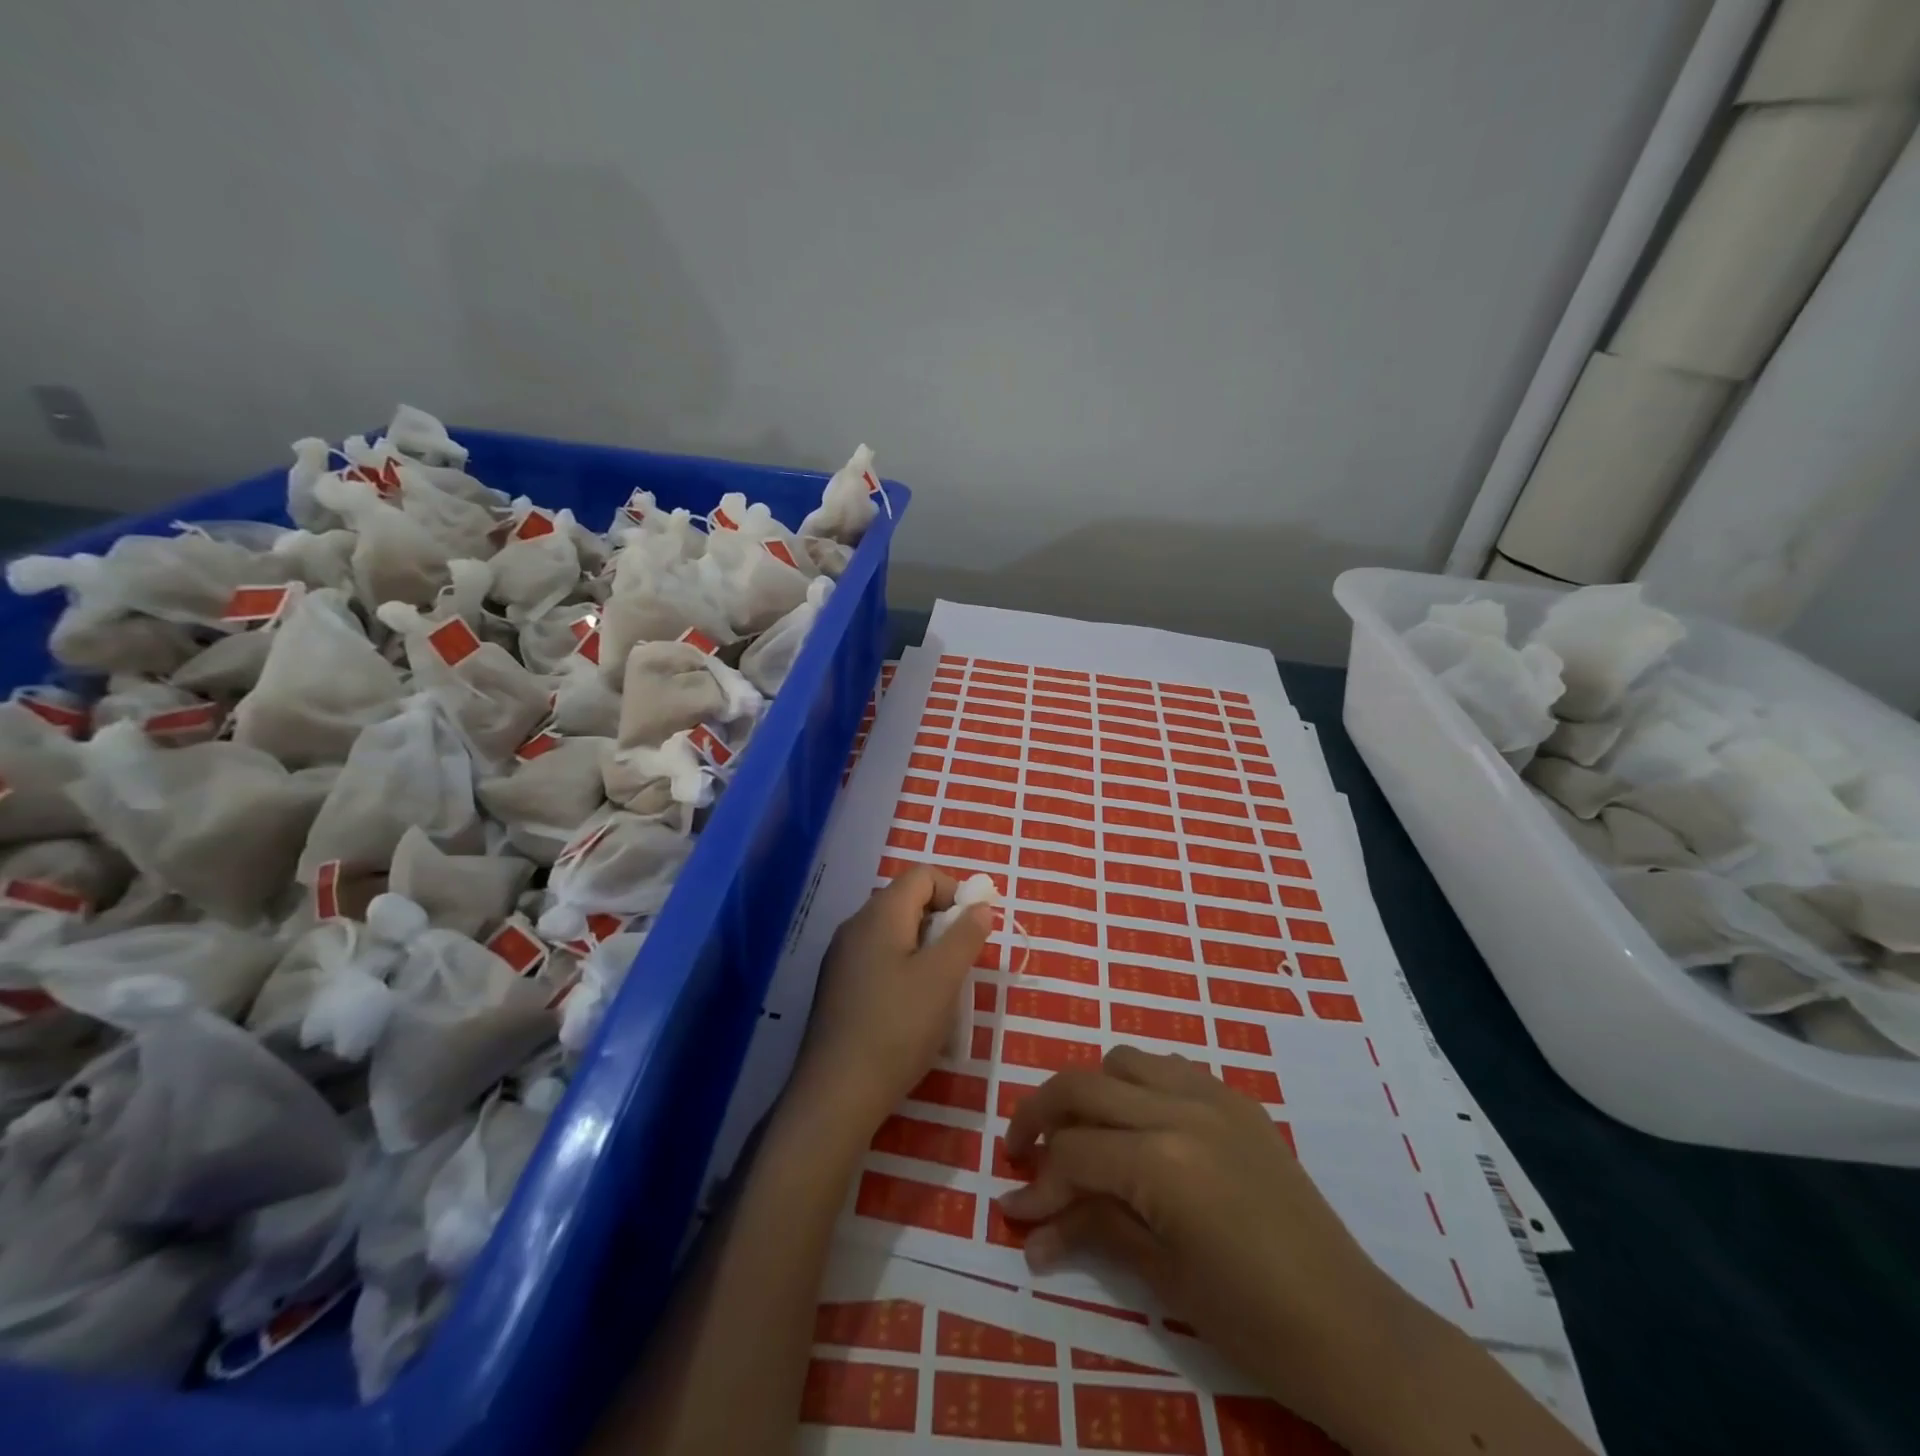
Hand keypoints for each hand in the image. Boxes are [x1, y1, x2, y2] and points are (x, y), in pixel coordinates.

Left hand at [791, 867, 992, 1134]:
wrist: (836, 1093)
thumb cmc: (897, 1027)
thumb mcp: (944, 978)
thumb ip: (966, 934)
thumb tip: (979, 905)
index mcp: (880, 914)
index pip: (922, 875)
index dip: (955, 891)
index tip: (974, 930)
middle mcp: (855, 925)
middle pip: (907, 901)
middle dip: (942, 923)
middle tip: (960, 963)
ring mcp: (841, 957)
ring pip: (893, 933)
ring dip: (925, 949)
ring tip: (940, 990)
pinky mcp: (837, 986)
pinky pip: (878, 959)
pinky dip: (903, 969)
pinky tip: (911, 1010)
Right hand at [998, 1047, 1412, 1440]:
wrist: (1351, 1328)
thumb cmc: (1253, 1320)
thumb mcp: (1161, 1275)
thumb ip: (1092, 1226)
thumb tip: (1028, 1223)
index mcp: (1162, 1160)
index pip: (1073, 1152)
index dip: (1037, 1183)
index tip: (1014, 1211)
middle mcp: (1181, 1108)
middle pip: (1084, 1084)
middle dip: (1041, 1113)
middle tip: (1022, 1152)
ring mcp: (1213, 1096)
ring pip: (1124, 1061)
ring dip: (1092, 1091)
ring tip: (1082, 1136)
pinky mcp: (1237, 1100)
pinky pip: (1170, 1070)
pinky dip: (1139, 1087)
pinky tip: (1139, 1129)